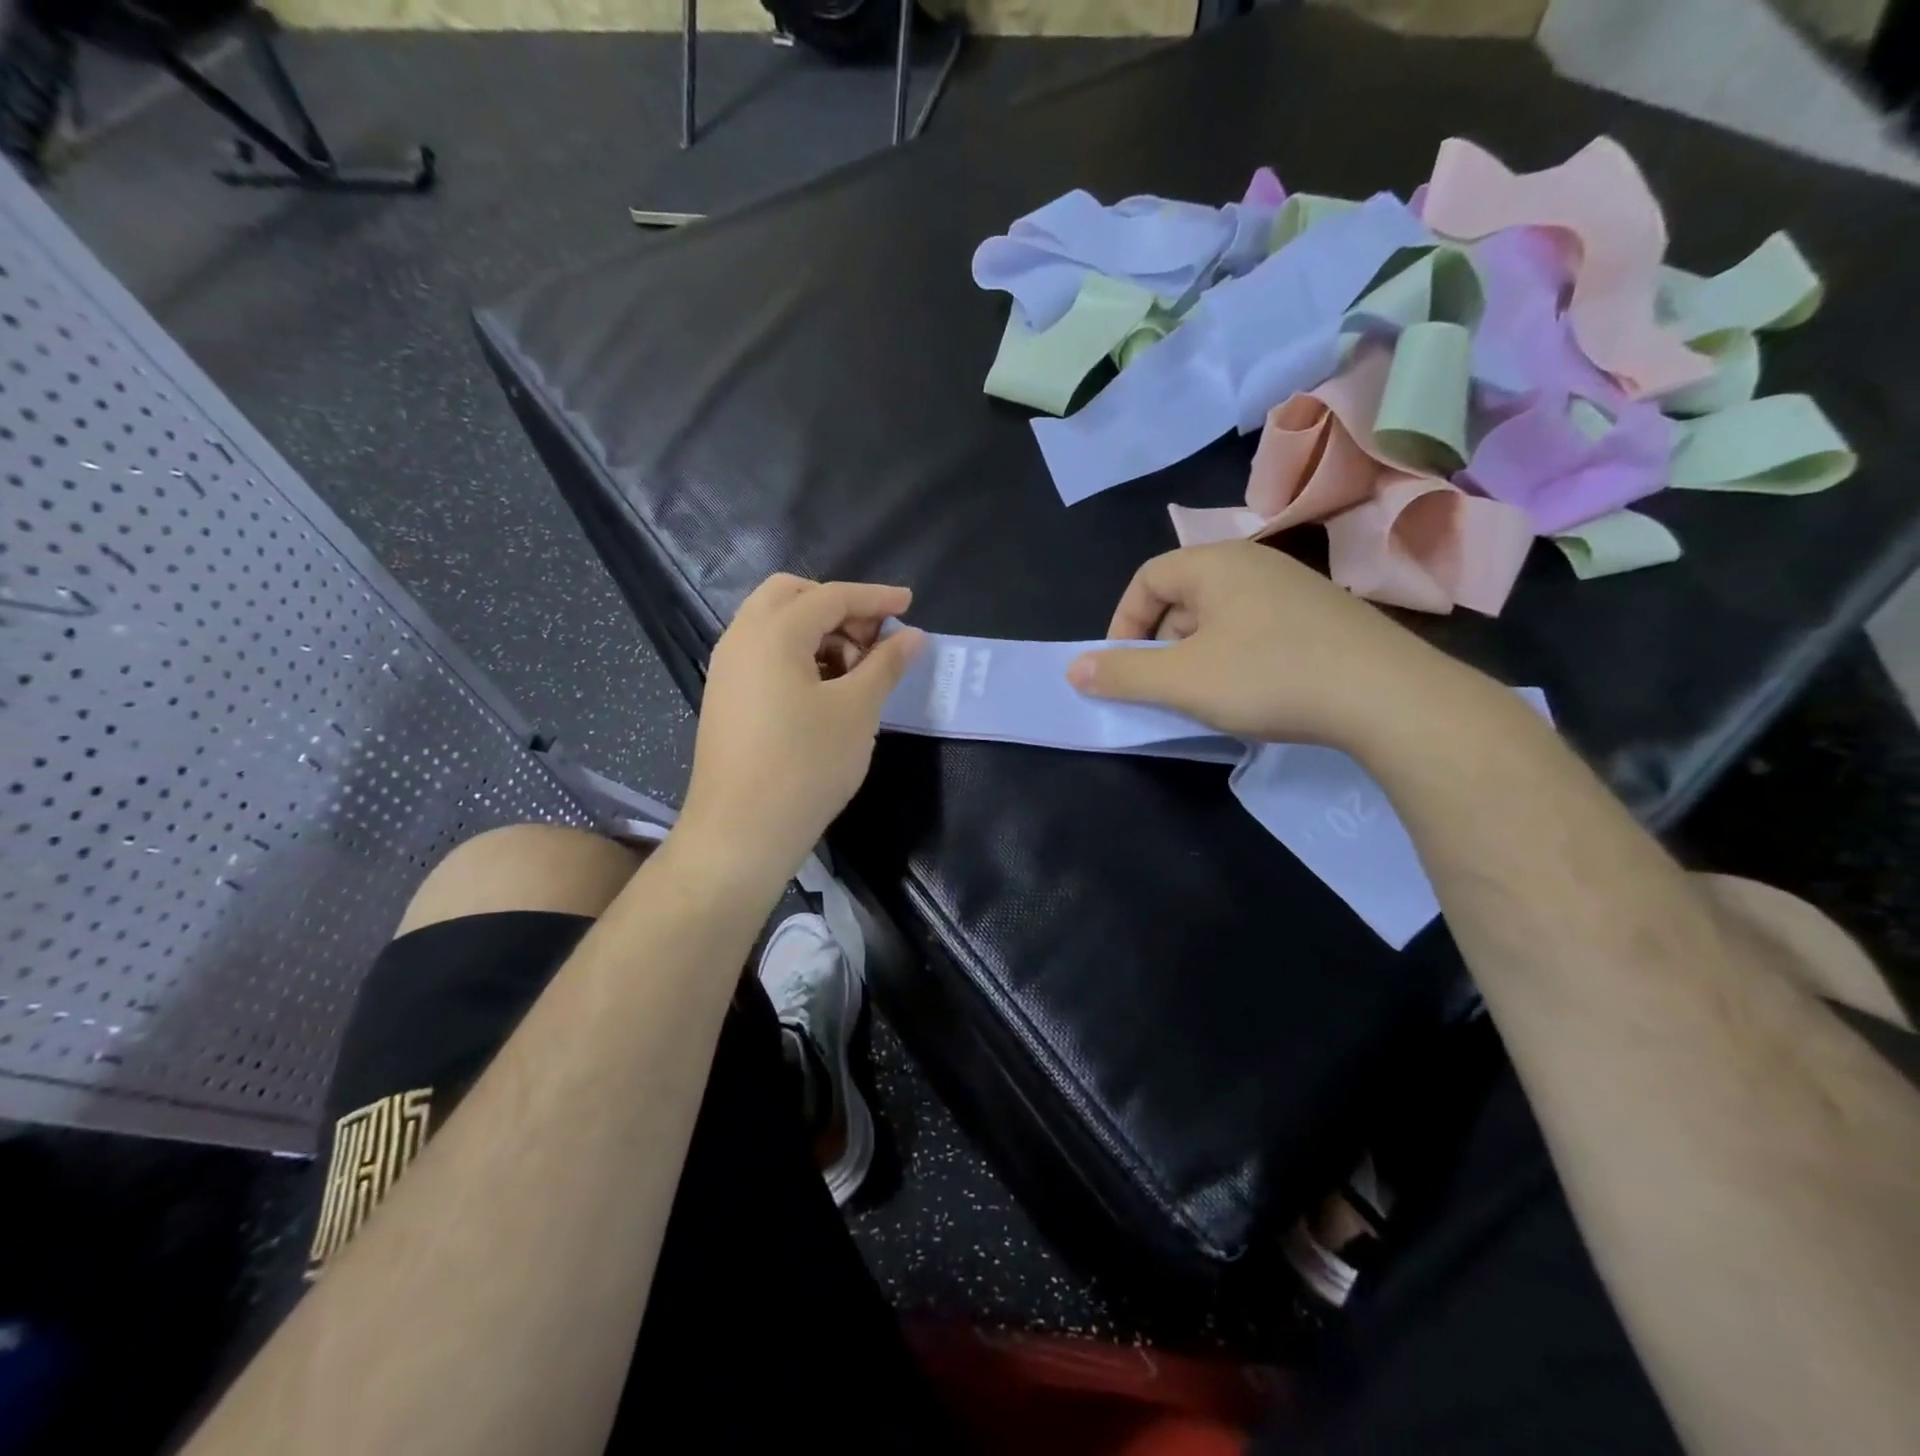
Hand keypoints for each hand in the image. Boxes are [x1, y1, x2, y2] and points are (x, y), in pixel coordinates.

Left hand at [677, 574, 925, 890]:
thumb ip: (886, 664)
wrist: (740, 832)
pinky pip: (763, 654)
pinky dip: (797, 655)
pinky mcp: (725, 697)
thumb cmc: (806, 765)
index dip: (875, 598)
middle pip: (792, 596)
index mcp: (773, 632)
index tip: (910, 603)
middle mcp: (741, 638)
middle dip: (838, 607)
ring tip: (855, 670)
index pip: (831, 596)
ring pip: (775, 625)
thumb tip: (913, 636)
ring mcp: (727, 669)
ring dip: (818, 632)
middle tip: (874, 638)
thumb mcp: (857, 710)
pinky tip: (824, 689)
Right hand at [1066, 541, 1464, 747]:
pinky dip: (1235, 656)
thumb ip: (1123, 675)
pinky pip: (1256, 627)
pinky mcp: (1323, 614)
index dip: (1122, 625)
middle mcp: (1253, 562)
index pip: (1146, 580)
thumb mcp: (1183, 681)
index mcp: (1214, 563)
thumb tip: (1074, 670)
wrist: (1387, 696)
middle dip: (1160, 645)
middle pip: (1182, 597)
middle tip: (1164, 688)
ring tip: (1207, 696)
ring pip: (1219, 616)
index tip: (1119, 669)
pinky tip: (1253, 691)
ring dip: (1197, 654)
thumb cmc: (1269, 677)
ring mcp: (1293, 585)